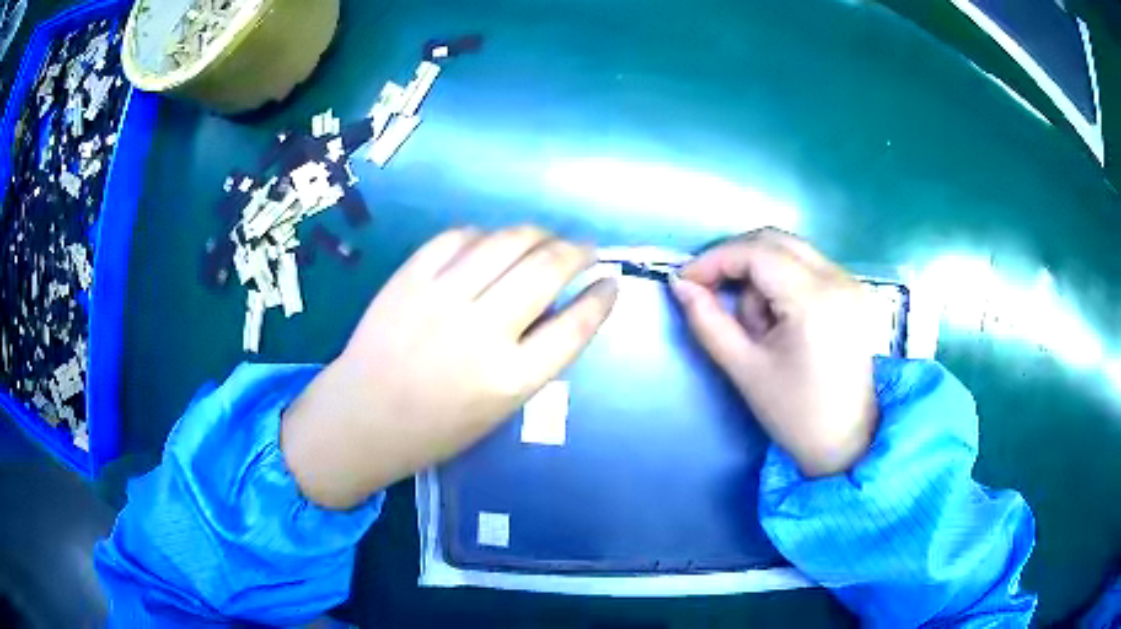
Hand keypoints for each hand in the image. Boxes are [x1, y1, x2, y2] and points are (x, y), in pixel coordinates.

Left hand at [281, 226, 618, 508]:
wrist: (362, 417)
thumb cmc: (435, 427)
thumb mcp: (499, 409)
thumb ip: (534, 359)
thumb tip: (560, 305)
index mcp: (509, 380)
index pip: (574, 327)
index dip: (601, 299)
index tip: (611, 283)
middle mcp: (481, 332)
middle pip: (546, 270)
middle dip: (576, 251)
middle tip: (584, 250)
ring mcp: (441, 298)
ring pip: (506, 242)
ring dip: (537, 234)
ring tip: (545, 239)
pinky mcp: (409, 278)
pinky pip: (458, 237)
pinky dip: (484, 234)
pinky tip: (490, 243)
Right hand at [670, 229, 876, 477]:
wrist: (847, 441)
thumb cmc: (795, 413)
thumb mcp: (745, 369)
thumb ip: (708, 321)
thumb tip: (680, 285)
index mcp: (815, 300)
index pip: (756, 253)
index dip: (715, 260)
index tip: (685, 281)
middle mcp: (838, 278)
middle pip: (774, 240)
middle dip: (736, 261)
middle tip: (710, 292)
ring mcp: (850, 282)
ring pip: (790, 251)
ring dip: (761, 275)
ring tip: (758, 325)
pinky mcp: (853, 291)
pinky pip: (807, 266)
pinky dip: (782, 281)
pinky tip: (779, 319)